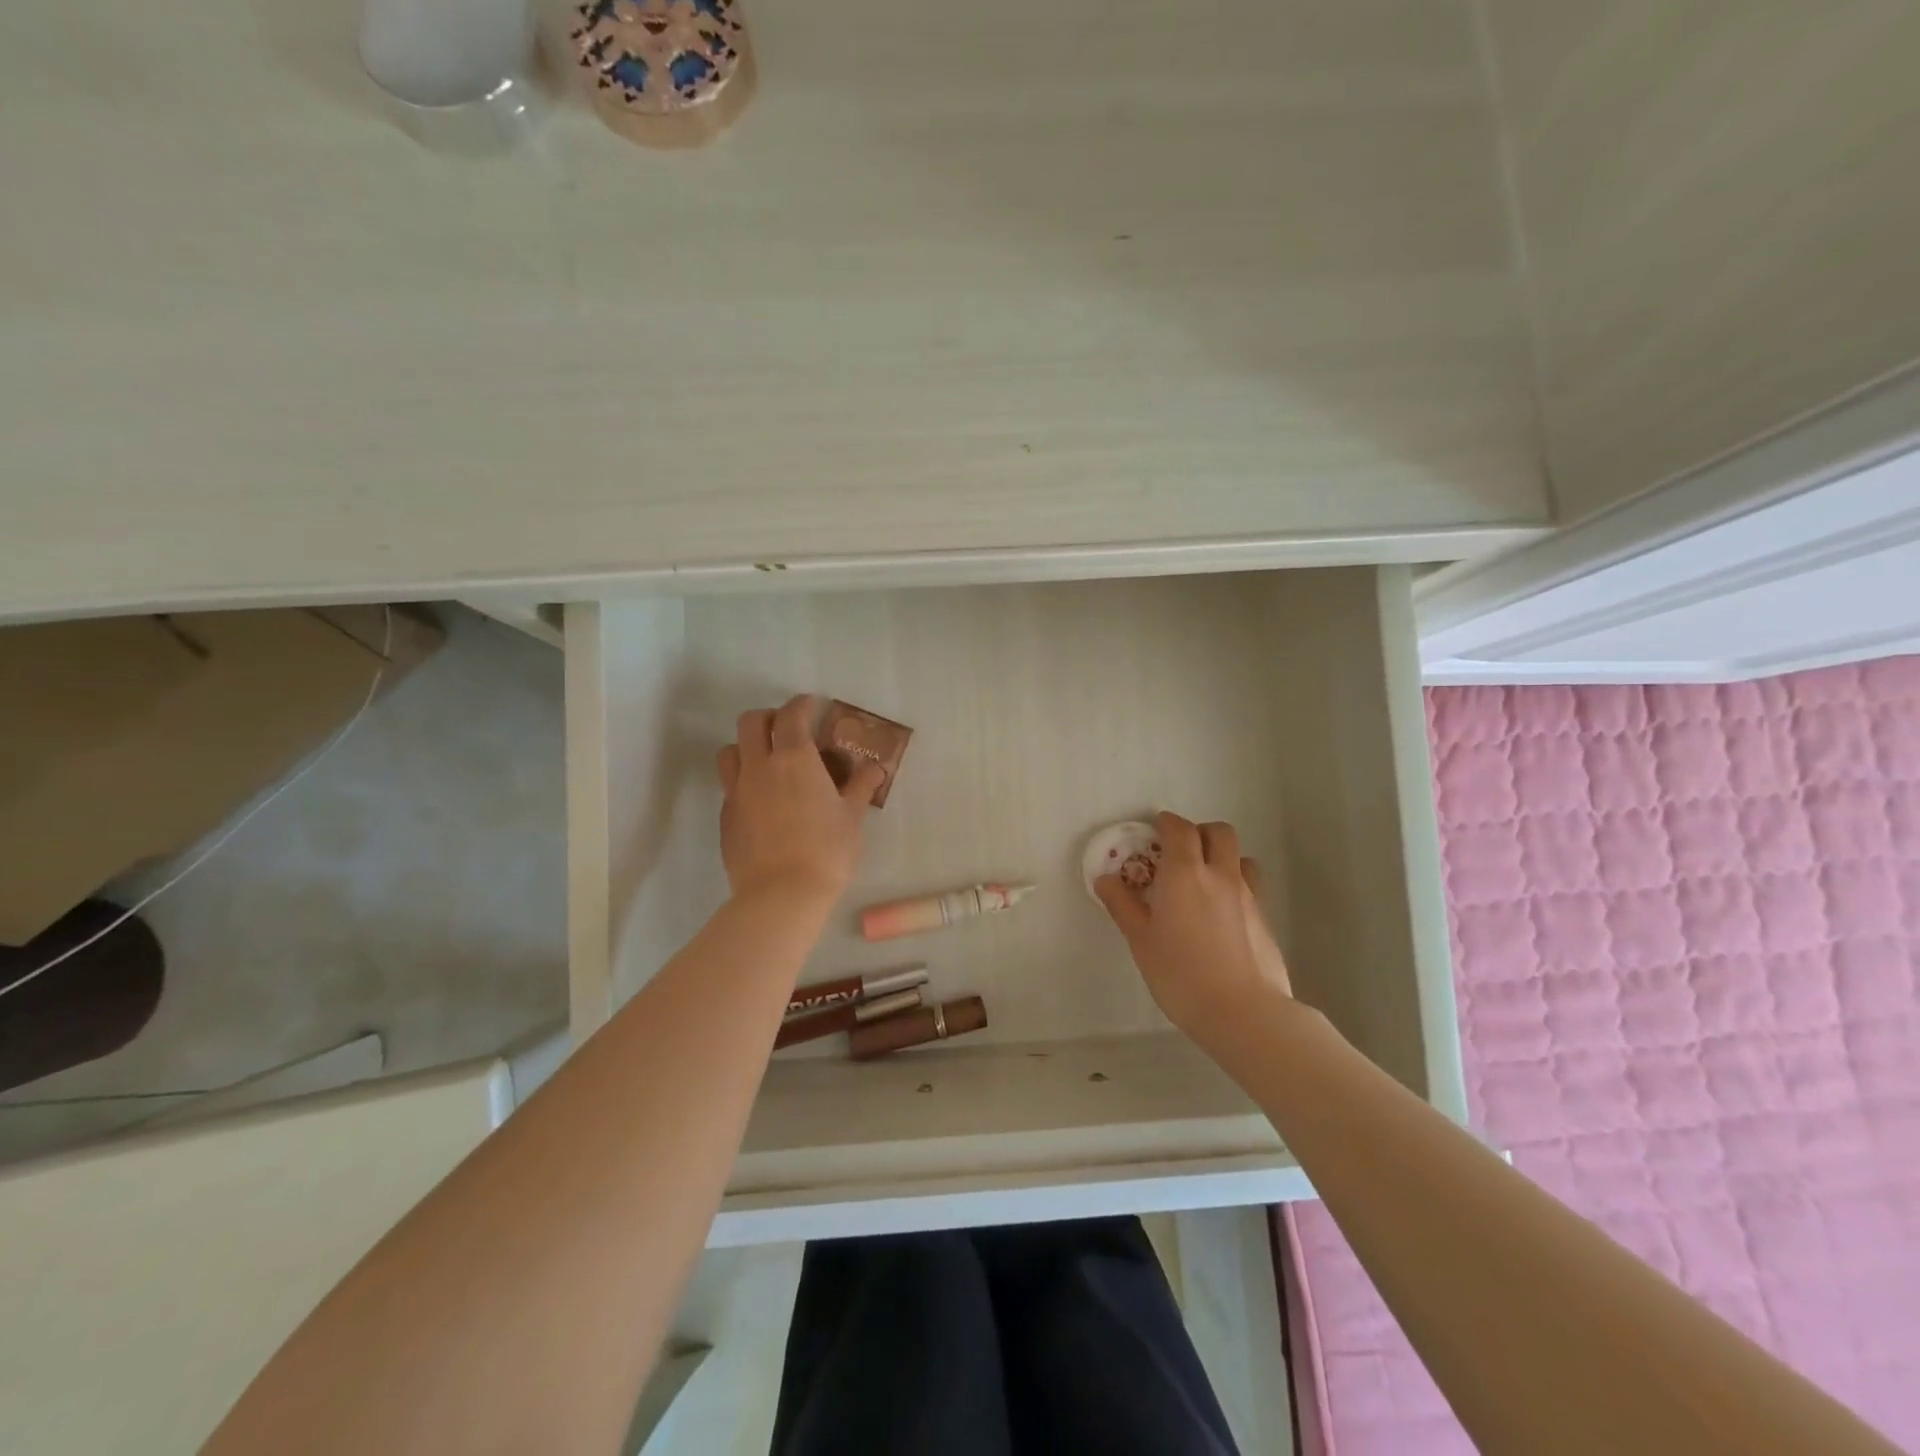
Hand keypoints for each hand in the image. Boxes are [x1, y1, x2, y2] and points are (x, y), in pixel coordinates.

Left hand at [717, 695, 884, 905]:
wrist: (781, 895)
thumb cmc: (826, 851)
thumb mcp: (852, 817)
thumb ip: (861, 787)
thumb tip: (875, 767)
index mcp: (794, 759)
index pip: (791, 715)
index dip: (801, 704)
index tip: (811, 704)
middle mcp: (760, 767)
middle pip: (750, 723)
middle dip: (768, 717)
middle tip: (787, 729)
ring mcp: (737, 792)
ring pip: (730, 751)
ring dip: (747, 747)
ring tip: (766, 762)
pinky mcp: (725, 818)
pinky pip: (729, 786)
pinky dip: (743, 781)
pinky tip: (762, 801)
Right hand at [1095, 811, 1292, 1045]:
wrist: (1244, 1012)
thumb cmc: (1181, 974)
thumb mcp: (1141, 941)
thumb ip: (1123, 906)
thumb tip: (1106, 879)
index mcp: (1185, 873)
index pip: (1180, 829)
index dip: (1167, 823)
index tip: (1156, 829)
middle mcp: (1221, 875)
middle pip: (1219, 832)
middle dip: (1200, 832)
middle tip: (1181, 851)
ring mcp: (1249, 896)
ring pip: (1241, 857)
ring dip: (1224, 857)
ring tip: (1205, 881)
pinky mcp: (1265, 919)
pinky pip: (1251, 886)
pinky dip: (1236, 886)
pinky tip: (1222, 914)